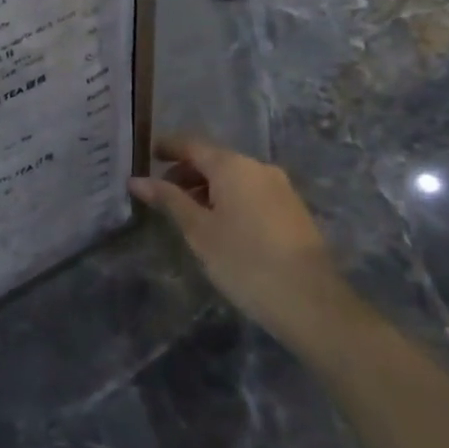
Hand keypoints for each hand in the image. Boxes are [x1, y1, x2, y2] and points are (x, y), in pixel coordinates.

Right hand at [129, 135, 358, 350]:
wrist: (312, 302)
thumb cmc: (245, 261)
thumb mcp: (198, 231)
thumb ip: (168, 200)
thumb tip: (136, 180)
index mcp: (232, 166)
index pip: (191, 144)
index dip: (167, 148)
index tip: (146, 156)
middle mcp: (258, 167)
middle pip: (214, 159)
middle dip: (186, 172)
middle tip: (161, 193)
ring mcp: (280, 188)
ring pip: (234, 177)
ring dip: (207, 188)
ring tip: (187, 214)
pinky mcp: (292, 210)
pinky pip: (251, 192)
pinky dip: (229, 199)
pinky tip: (219, 225)